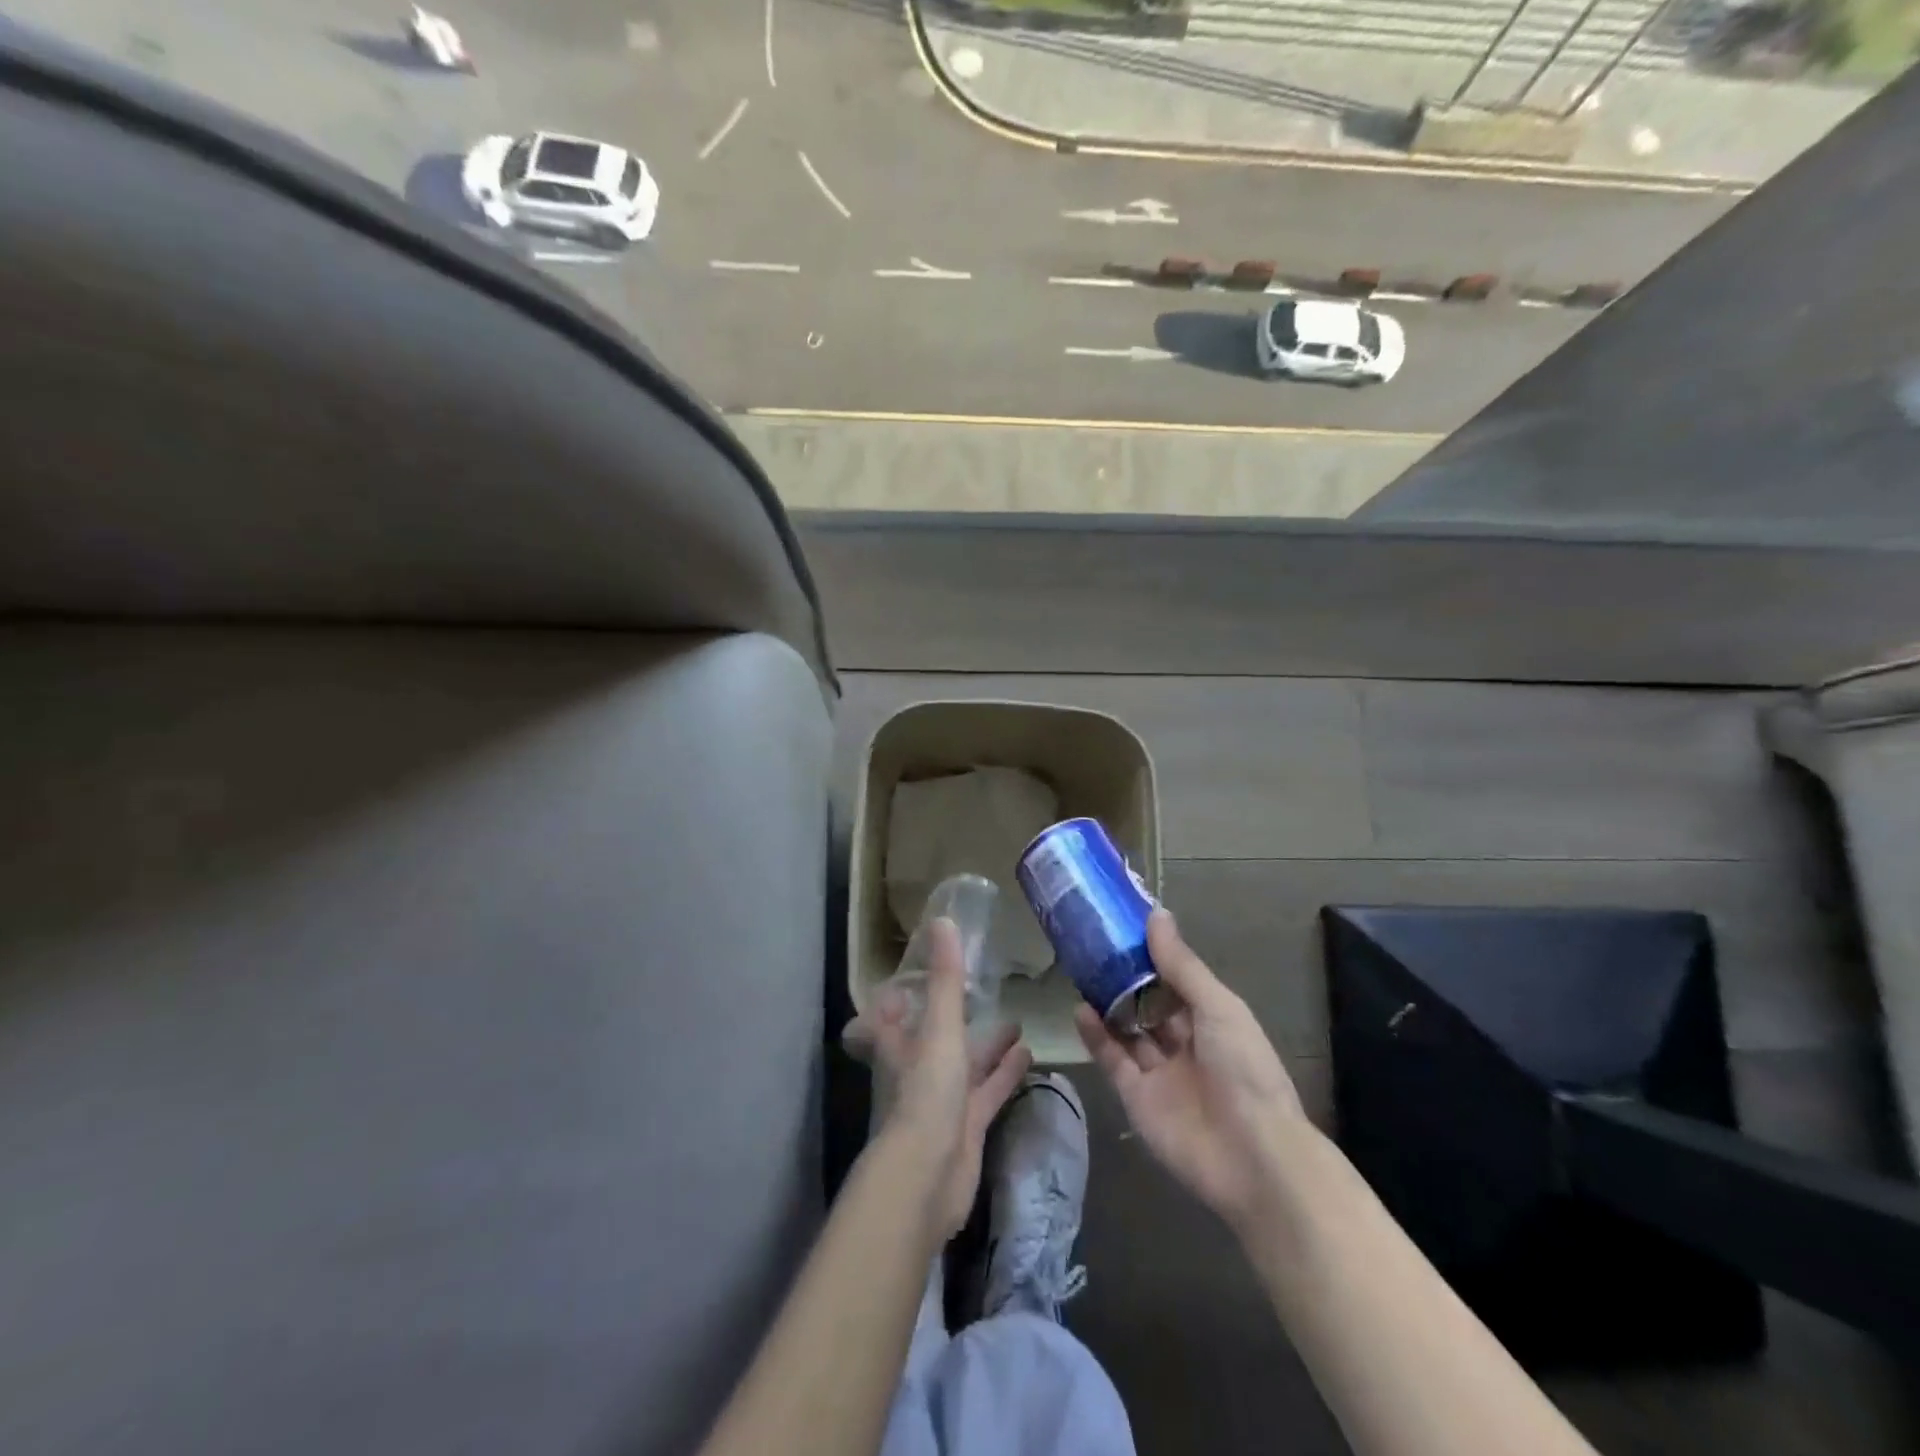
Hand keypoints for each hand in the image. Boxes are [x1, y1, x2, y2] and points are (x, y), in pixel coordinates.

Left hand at [845, 919, 1031, 1238]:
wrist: (927, 1178)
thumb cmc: (926, 1093)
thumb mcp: (939, 1028)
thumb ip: (946, 979)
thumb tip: (943, 920)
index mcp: (900, 1045)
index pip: (890, 1016)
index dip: (897, 999)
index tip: (915, 977)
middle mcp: (918, 1070)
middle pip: (935, 1038)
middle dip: (957, 1018)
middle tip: (983, 993)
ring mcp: (943, 1101)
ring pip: (967, 1065)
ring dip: (989, 1046)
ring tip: (1019, 1022)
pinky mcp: (968, 1127)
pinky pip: (989, 1093)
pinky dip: (1005, 1075)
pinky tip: (1030, 1057)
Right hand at [1076, 908, 1305, 1231]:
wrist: (1252, 1157)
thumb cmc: (1244, 1069)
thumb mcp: (1218, 1007)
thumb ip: (1182, 965)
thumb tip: (1156, 915)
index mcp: (1214, 1020)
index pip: (1178, 980)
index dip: (1155, 954)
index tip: (1125, 924)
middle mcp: (1187, 1043)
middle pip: (1150, 1004)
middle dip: (1126, 978)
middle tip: (1094, 945)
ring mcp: (1160, 1071)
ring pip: (1128, 1030)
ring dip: (1108, 1003)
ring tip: (1081, 971)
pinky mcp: (1137, 1097)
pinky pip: (1113, 1060)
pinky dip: (1096, 1036)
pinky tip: (1079, 1009)